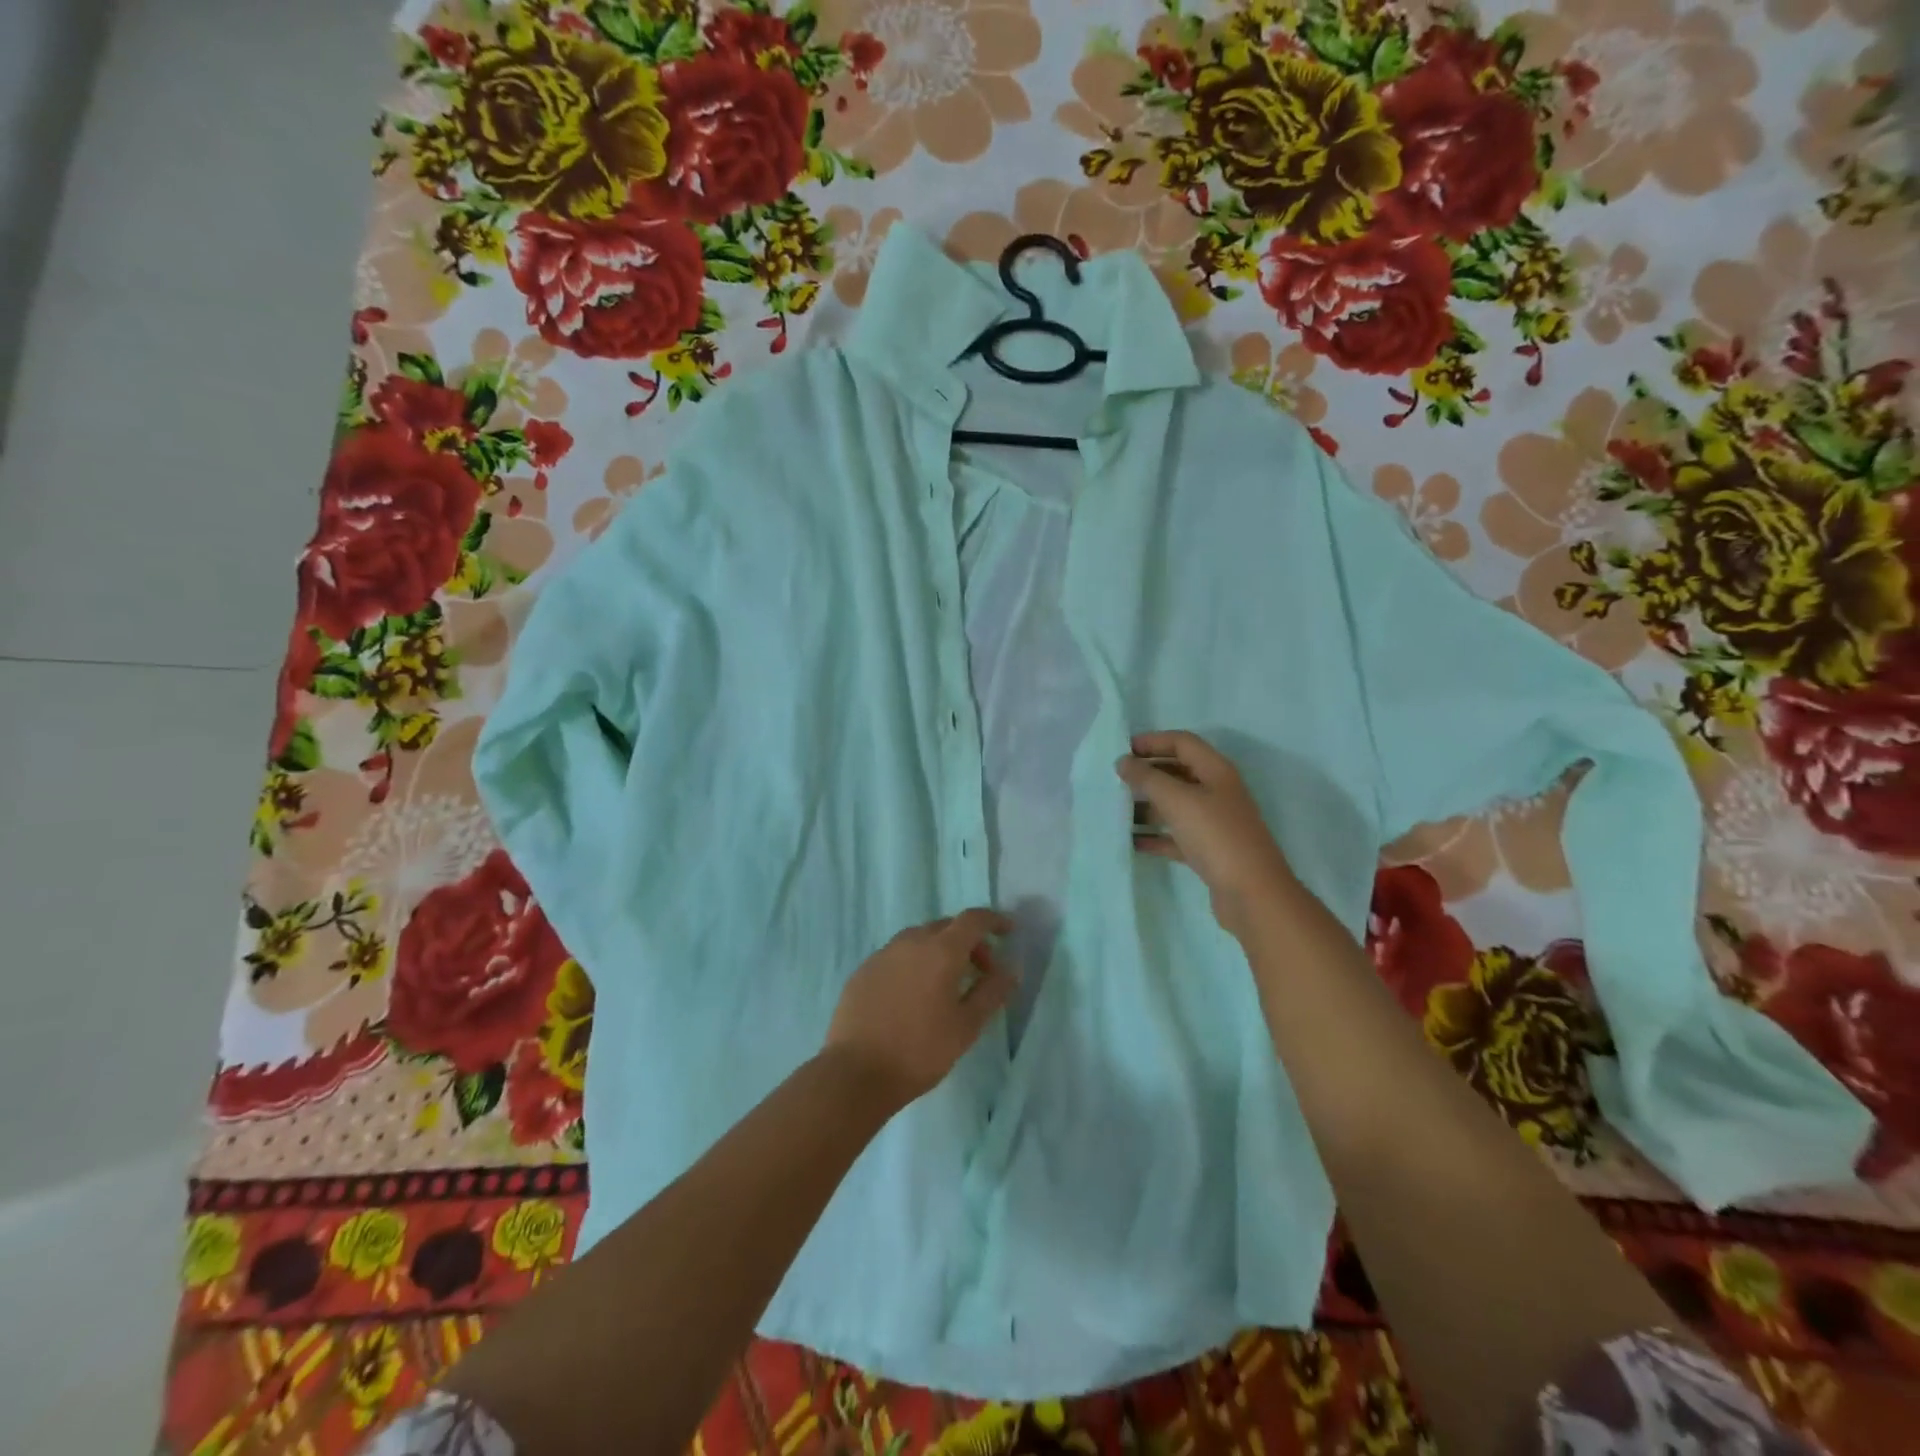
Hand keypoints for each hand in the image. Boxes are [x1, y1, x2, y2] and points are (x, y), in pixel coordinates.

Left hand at [822, 909, 1016, 1108]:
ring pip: (920, 939)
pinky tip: (914, 994)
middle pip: (947, 927)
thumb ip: (991, 993)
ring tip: (947, 984)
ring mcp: (883, 953)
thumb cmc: (920, 1051)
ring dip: (940, 951)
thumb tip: (1010, 970)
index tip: (1008, 931)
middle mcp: (911, 941)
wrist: (855, 1072)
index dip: (994, 920)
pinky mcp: (864, 970)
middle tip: (982, 971)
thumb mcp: (966, 1026)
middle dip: (969, 942)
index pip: (973, 920)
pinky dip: (915, 963)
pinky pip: (898, 955)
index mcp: (941, 950)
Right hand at [1116, 730, 1296, 935]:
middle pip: (1177, 772)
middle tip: (1115, 780)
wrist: (1253, 894)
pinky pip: (1176, 836)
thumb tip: (1123, 762)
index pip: (1182, 743)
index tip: (1122, 750)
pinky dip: (1155, 835)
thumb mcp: (1178, 801)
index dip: (1152, 741)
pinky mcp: (1208, 851)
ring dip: (1147, 805)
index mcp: (1216, 771)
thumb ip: (1147, 778)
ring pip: (1175, 805)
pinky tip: (1131, 841)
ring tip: (1117, 811)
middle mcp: (1217, 792)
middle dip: (1147, 773)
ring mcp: (1214, 823)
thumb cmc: (1216, 836)